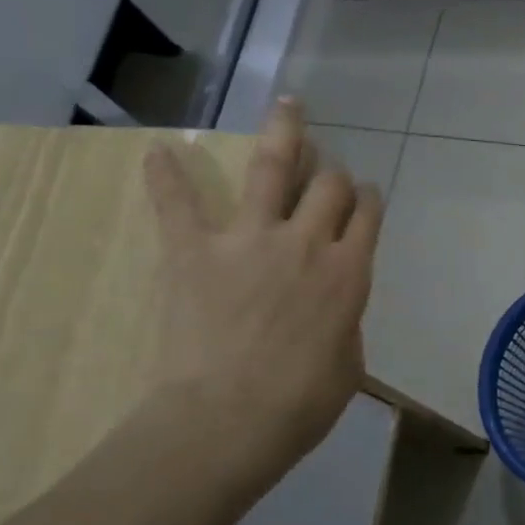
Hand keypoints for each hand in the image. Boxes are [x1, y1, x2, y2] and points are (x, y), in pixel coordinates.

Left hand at [143, 98, 381, 472]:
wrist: (230, 420)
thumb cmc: (302, 404)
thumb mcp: (349, 363)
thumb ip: (344, 320)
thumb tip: (332, 306)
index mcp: (349, 273)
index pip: (367, 214)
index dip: (368, 198)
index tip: (364, 195)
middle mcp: (307, 242)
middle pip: (329, 185)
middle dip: (333, 173)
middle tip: (326, 171)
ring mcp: (249, 240)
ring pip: (272, 167)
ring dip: (283, 132)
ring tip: (288, 104)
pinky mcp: (195, 251)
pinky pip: (178, 205)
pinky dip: (166, 177)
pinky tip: (157, 151)